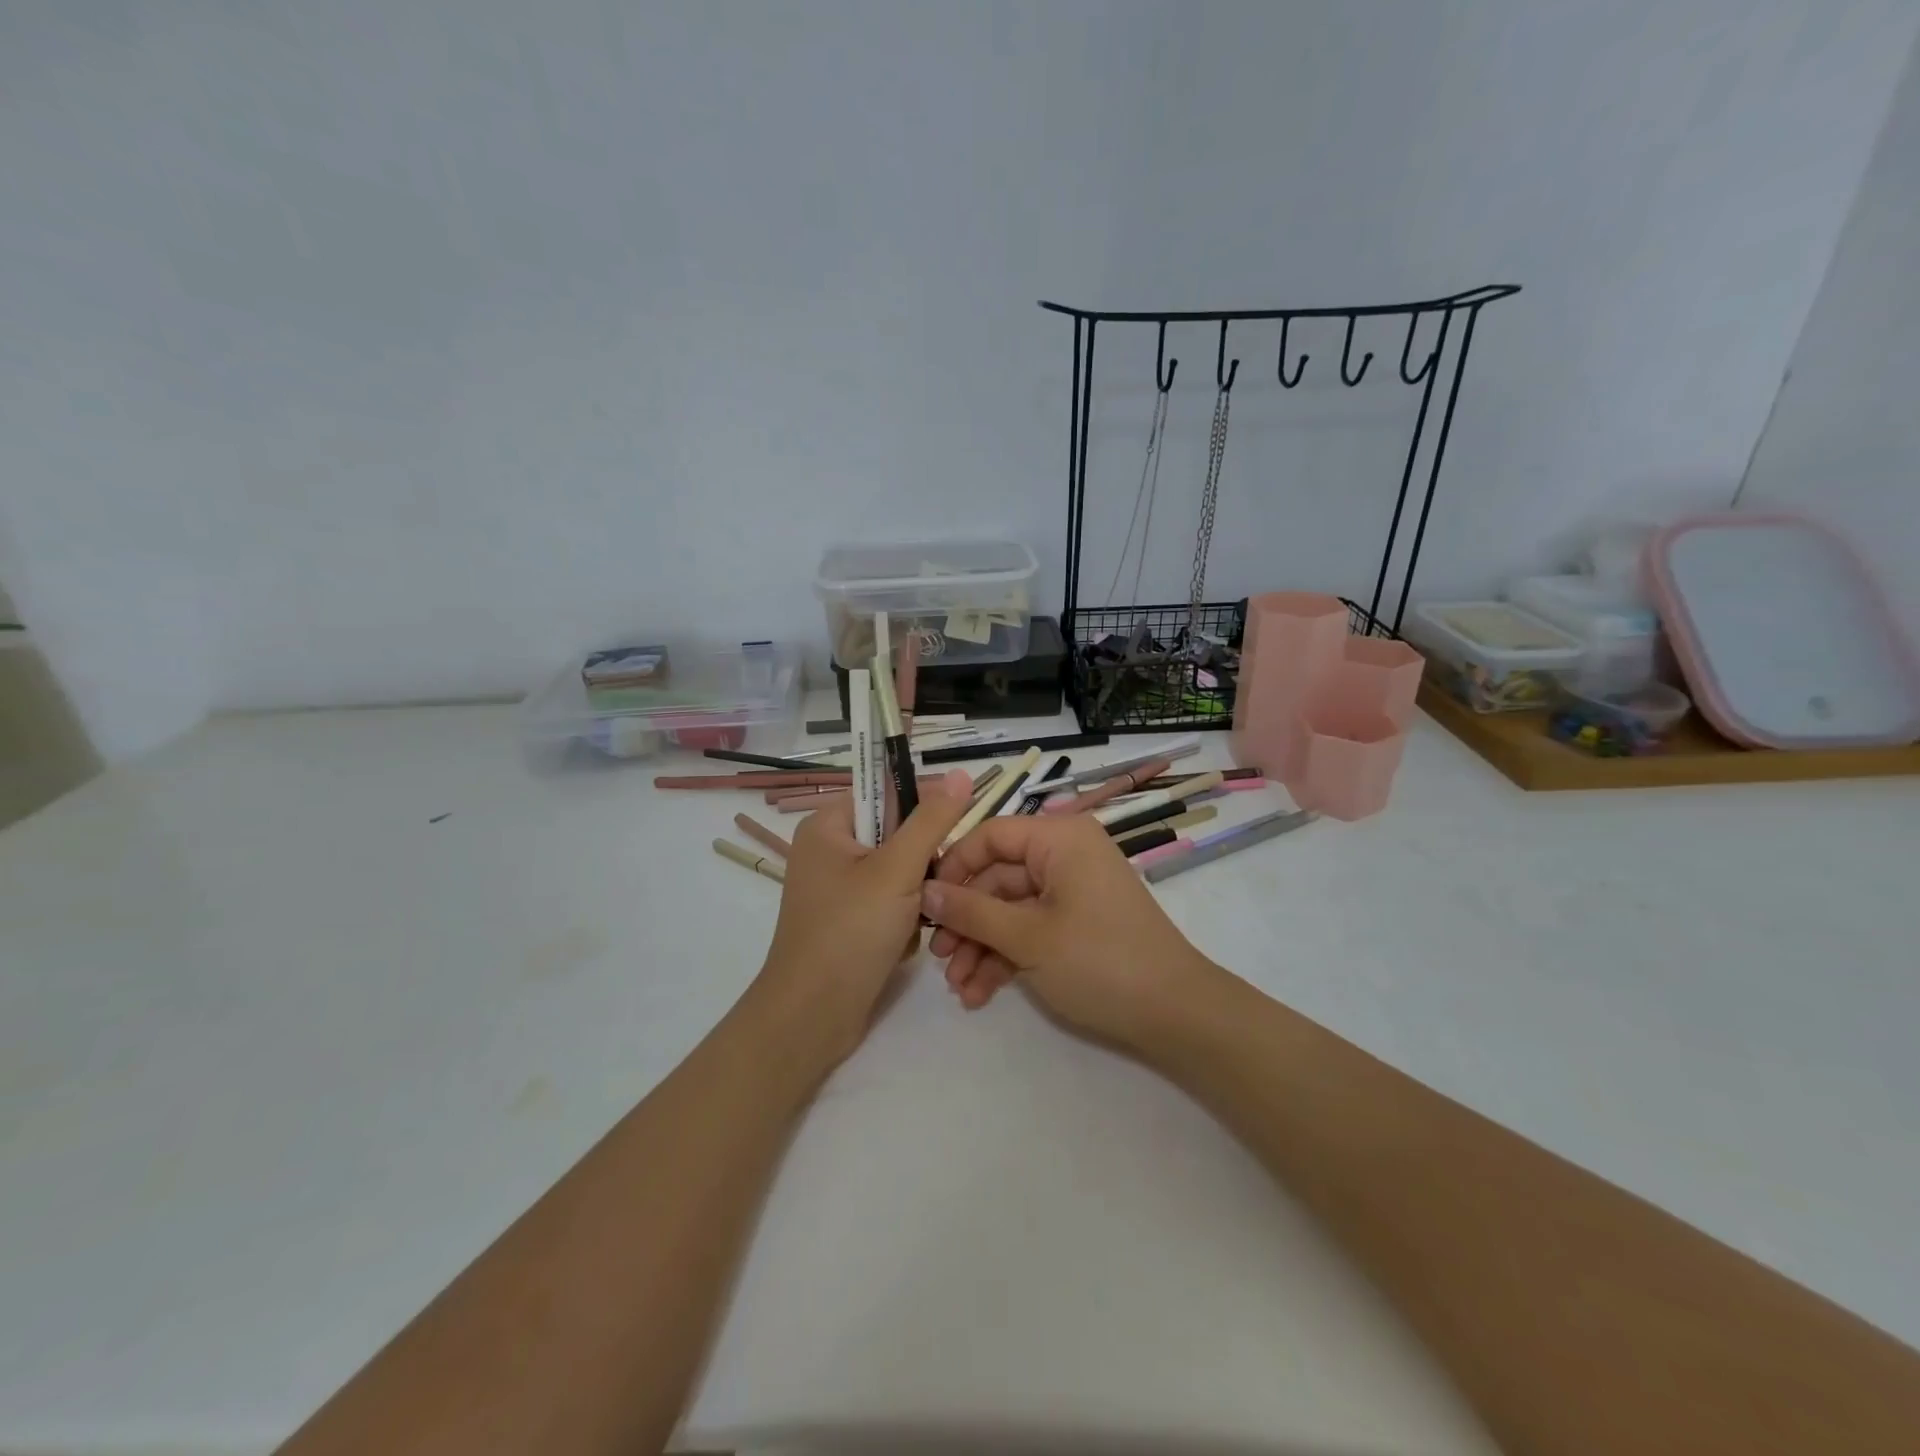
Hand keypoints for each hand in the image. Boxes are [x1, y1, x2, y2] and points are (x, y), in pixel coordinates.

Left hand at [751, 768, 975, 1065]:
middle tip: (930, 889)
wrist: (812, 1018)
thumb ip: (932, 821)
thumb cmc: (849, 932)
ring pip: (899, 873)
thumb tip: (961, 773)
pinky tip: (902, 945)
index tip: (951, 835)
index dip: (922, 808)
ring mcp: (838, 889)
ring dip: (917, 897)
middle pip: (896, 836)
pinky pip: (890, 903)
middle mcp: (828, 851)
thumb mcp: (897, 870)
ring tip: (918, 923)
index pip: (884, 792)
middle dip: (921, 865)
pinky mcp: (849, 921)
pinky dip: (904, 921)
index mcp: (827, 826)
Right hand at [920, 812, 1217, 1052]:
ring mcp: (1072, 891)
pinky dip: (1006, 957)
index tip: (925, 904)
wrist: (1175, 1015)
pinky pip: (1031, 929)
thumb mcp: (1028, 937)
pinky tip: (980, 993)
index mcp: (1059, 839)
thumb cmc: (1099, 961)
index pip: (991, 835)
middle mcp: (1065, 856)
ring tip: (958, 988)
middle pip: (997, 878)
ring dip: (981, 947)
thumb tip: (924, 890)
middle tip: (938, 958)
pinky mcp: (1077, 924)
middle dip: (967, 922)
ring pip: (1010, 909)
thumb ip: (972, 912)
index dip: (954, 867)